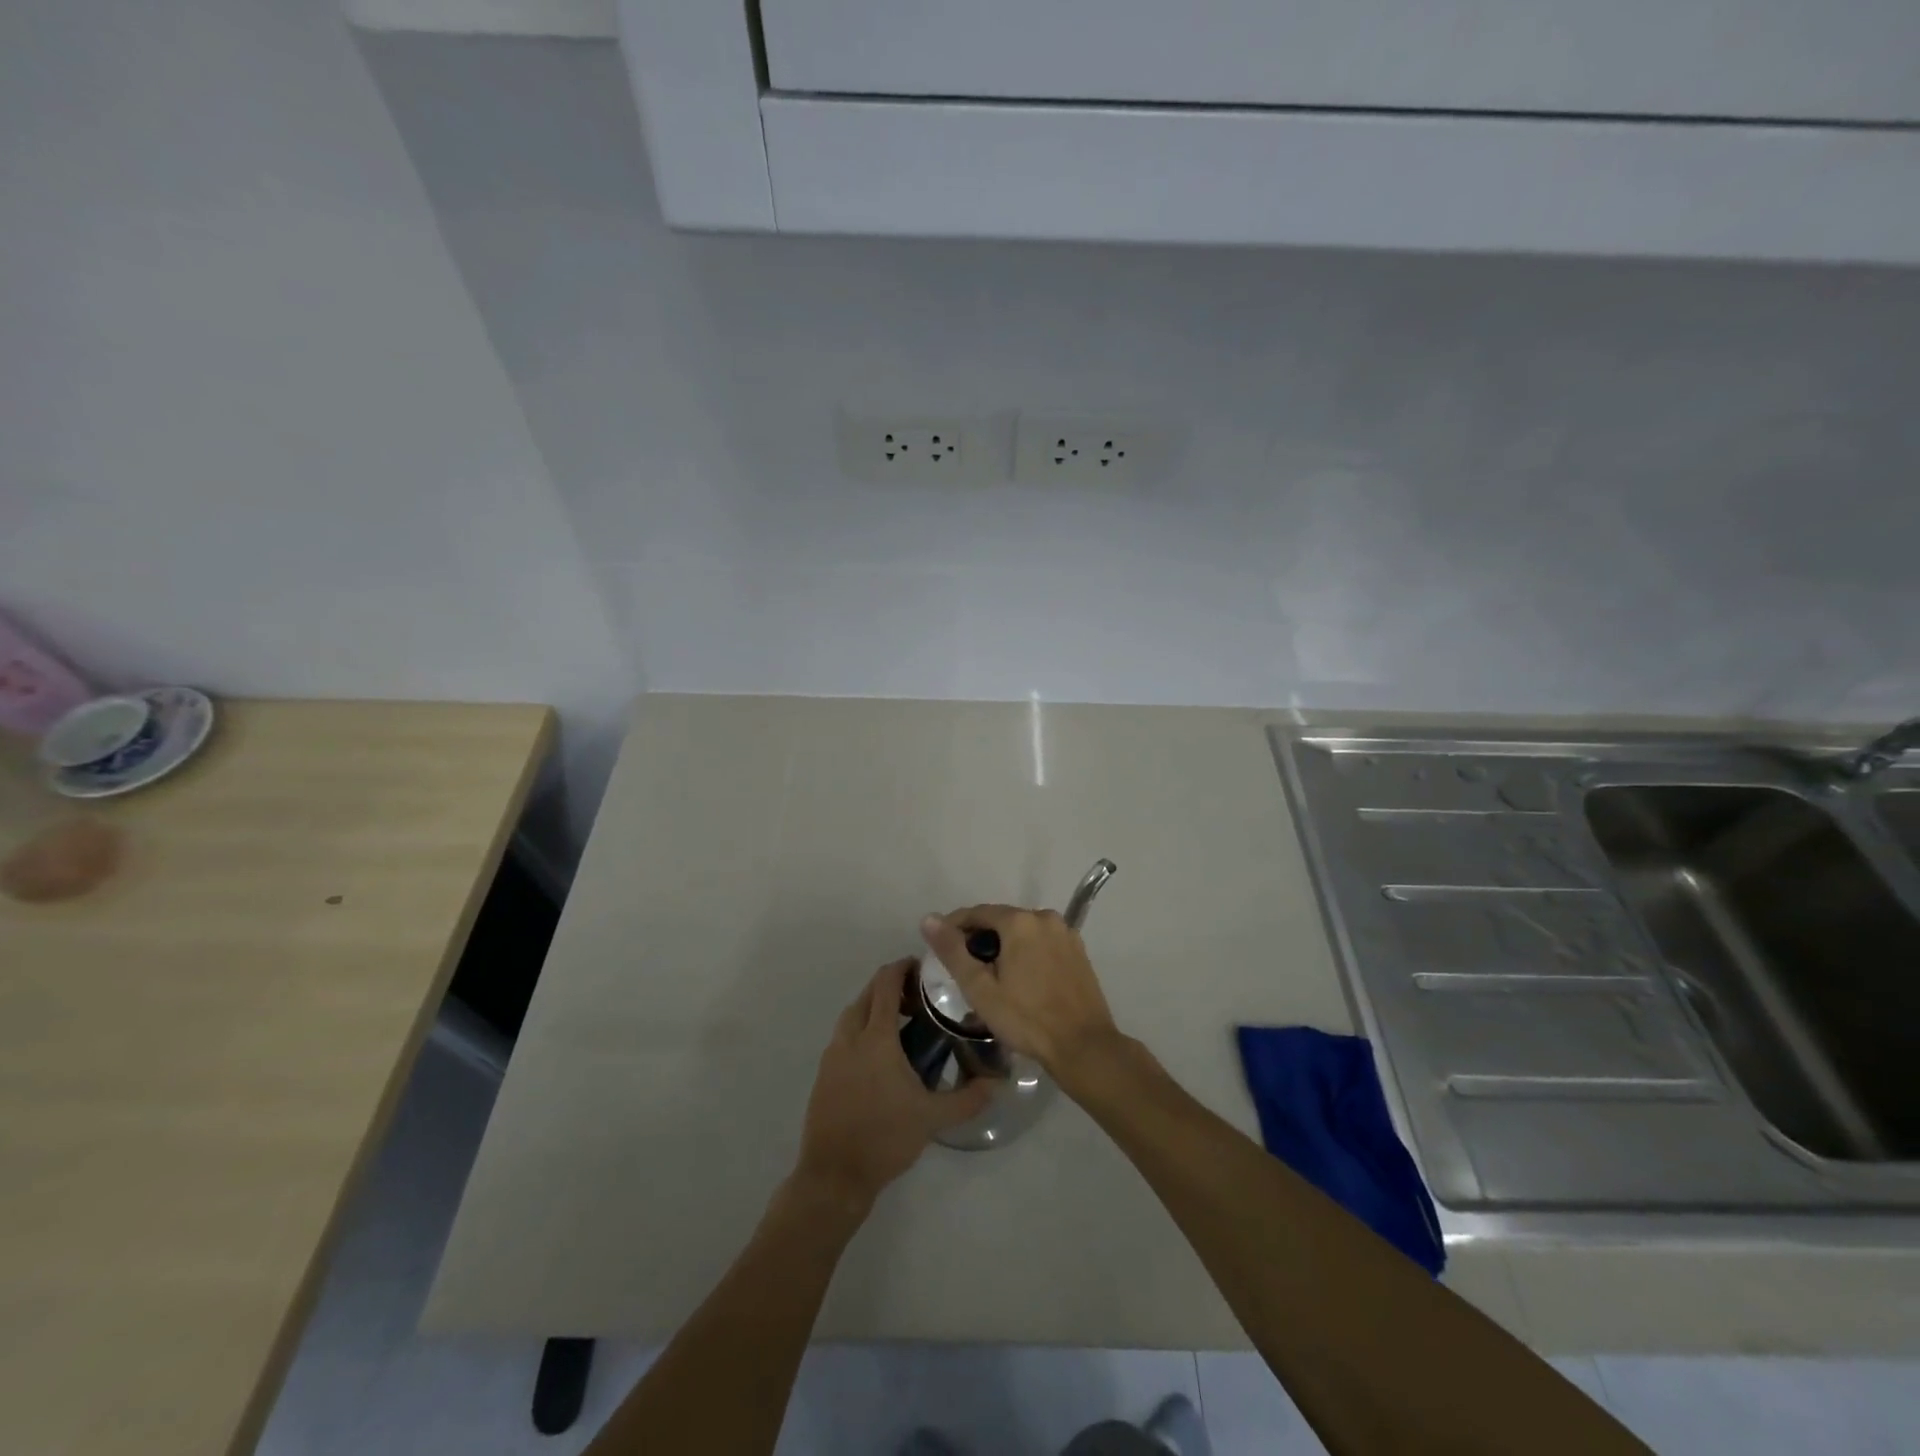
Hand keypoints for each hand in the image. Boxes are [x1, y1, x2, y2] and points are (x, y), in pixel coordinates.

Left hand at [793, 959, 991, 1215]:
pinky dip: (861, 1028)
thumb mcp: (933, 1118)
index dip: (902, 967)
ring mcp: (832, 1055)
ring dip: (873, 1006)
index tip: (924, 967)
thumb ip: (968, 1098)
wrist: (833, 1176)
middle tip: (918, 996)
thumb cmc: (884, 1139)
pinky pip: (844, 1035)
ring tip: (901, 1021)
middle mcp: (850, 1037)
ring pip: (852, 1014)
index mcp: (876, 1038)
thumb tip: (998, 1082)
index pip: (885, 984)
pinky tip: (880, 1053)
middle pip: (867, 994)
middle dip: (890, 985)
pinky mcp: (824, 1074)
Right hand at [919, 906, 1122, 1085]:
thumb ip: (953, 951)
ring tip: (990, 975)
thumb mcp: (980, 988)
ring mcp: (1066, 933)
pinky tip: (1021, 978)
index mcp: (1020, 921)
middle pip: (1002, 920)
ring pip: (1023, 931)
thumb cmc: (1026, 1019)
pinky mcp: (1078, 950)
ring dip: (1004, 945)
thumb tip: (929, 919)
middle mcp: (1045, 917)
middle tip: (965, 967)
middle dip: (980, 937)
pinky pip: (1042, 942)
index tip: (942, 948)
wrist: (1083, 1046)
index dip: (955, 927)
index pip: (977, 913)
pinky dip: (1027, 952)